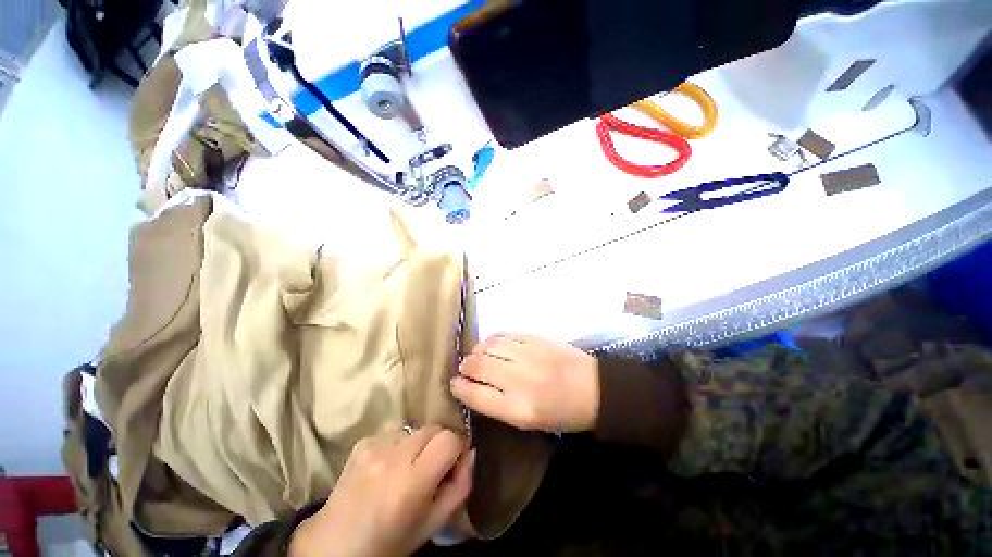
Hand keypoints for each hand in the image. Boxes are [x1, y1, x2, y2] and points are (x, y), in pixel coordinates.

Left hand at [289, 427, 473, 556]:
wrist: (336, 544)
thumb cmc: (392, 540)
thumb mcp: (435, 523)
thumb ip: (461, 485)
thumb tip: (471, 451)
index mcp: (412, 482)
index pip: (449, 439)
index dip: (457, 448)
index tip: (453, 462)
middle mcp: (393, 457)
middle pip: (433, 428)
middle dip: (439, 443)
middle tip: (431, 465)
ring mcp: (374, 445)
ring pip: (415, 427)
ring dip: (418, 442)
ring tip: (407, 466)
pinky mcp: (362, 442)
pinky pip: (394, 431)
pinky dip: (398, 443)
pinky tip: (388, 464)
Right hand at [450, 333, 598, 432]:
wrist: (593, 389)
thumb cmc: (560, 413)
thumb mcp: (528, 421)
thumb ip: (498, 404)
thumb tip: (472, 386)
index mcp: (517, 408)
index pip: (475, 394)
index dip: (459, 387)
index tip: (454, 384)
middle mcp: (518, 379)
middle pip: (477, 365)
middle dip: (465, 366)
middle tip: (466, 368)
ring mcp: (527, 354)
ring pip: (488, 346)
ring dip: (477, 350)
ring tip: (479, 355)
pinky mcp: (534, 338)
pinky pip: (503, 334)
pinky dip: (493, 339)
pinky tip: (494, 344)